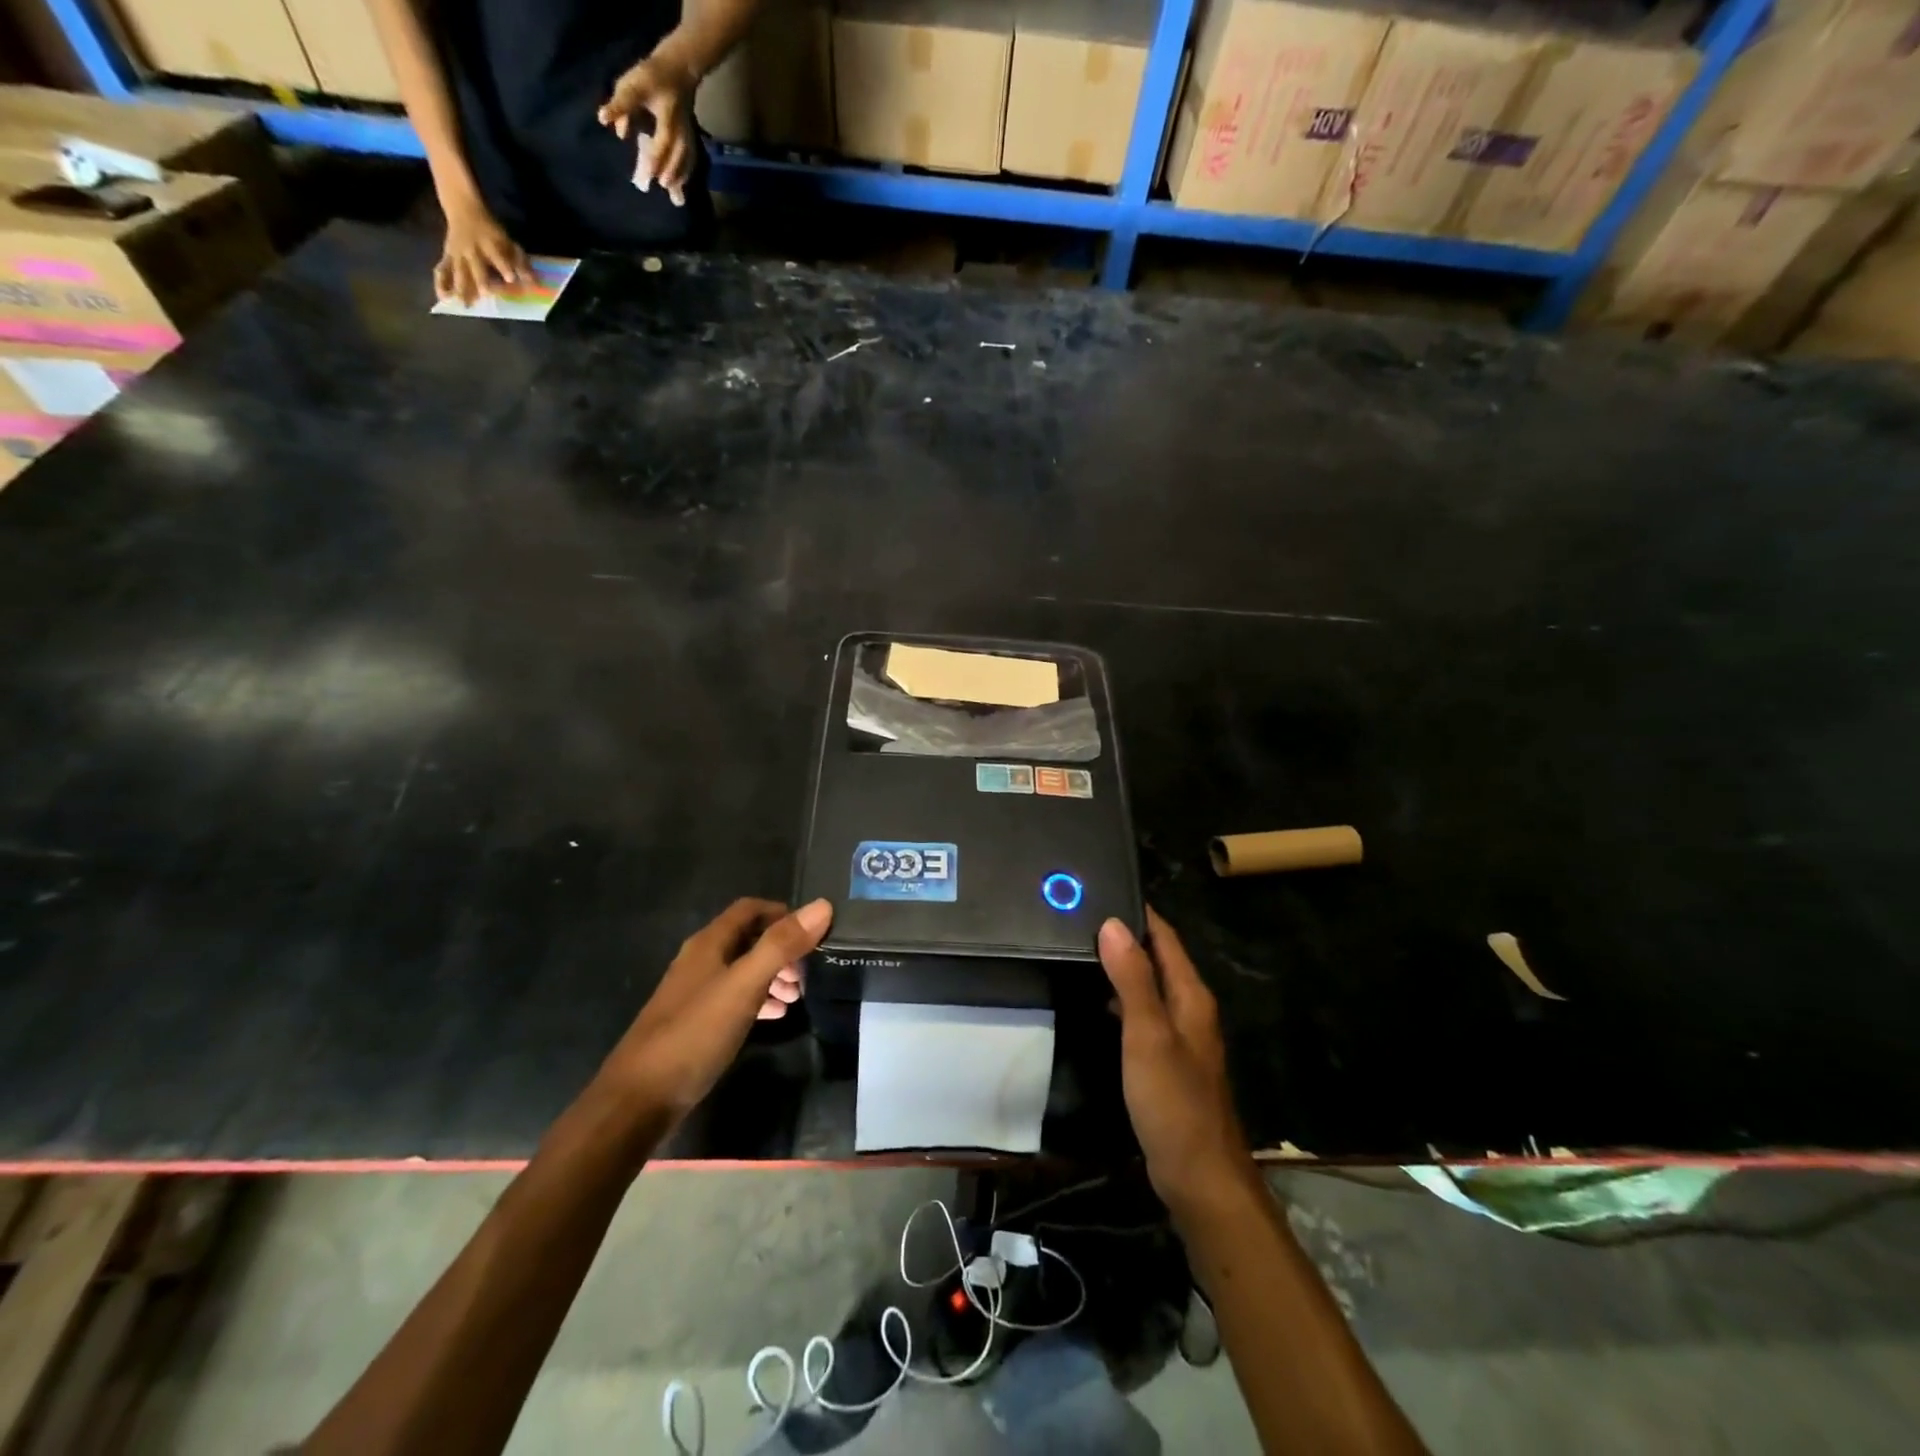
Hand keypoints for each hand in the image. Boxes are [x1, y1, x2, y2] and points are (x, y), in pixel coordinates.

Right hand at [436, 195, 528, 304]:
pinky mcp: (448, 256)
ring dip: (461, 288)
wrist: (463, 209)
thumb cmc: (491, 232)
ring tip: (464, 305)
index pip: (497, 256)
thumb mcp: (508, 242)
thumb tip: (535, 284)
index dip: (504, 266)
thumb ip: (521, 263)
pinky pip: (442, 270)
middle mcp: (471, 250)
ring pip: (458, 271)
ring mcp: (458, 253)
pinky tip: (443, 297)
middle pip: (476, 267)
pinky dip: (441, 283)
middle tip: (486, 295)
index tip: (511, 279)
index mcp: (488, 244)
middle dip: (481, 281)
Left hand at [598, 52, 697, 206]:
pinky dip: (686, 173)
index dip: (657, 157)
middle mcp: (680, 129)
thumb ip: (620, 106)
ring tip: (673, 192)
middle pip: (678, 154)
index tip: (650, 174)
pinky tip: (681, 185)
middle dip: (671, 171)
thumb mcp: (631, 85)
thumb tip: (606, 122)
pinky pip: (691, 159)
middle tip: (661, 186)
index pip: (663, 141)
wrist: (677, 69)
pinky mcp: (691, 138)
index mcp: (667, 116)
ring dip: (680, 176)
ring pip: (687, 159)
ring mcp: (688, 134)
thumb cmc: (650, 77)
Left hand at [604, 897, 831, 1116]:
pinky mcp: (695, 1023)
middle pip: (748, 939)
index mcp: (709, 944)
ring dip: (773, 975)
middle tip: (810, 971)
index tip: (815, 932)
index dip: (784, 913)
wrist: (638, 1100)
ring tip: (799, 996)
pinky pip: (735, 999)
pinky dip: (759, 999)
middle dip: (782, 949)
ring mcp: (695, 993)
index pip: (750, 909)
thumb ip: (781, 946)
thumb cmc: (694, 1034)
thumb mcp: (744, 985)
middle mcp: (700, 961)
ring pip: (743, 970)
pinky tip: (775, 1016)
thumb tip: (823, 905)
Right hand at [1099, 909, 1254, 1214]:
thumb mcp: (1148, 1035)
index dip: (1137, 913)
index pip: (1165, 937)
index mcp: (1191, 996)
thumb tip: (1113, 923)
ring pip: (1150, 987)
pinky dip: (1121, 999)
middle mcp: (1190, 1009)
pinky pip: (1143, 1015)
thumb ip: (1132, 978)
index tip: (1099, 890)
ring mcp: (1181, 1037)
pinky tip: (1096, 1003)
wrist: (1200, 1178)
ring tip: (1080, 951)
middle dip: (1125, 936)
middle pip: (1158, 959)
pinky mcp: (1169, 1062)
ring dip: (1122, 967)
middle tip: (1078, 918)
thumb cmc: (1174, 1101)